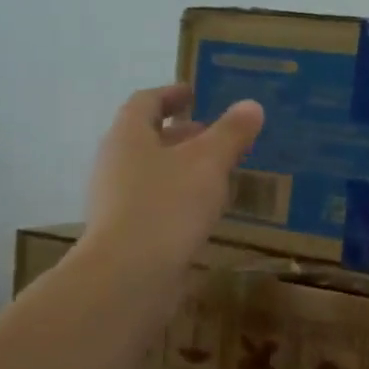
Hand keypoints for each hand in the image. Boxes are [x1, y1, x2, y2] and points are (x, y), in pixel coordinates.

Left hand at [80, 83, 264, 275]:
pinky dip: (180, 197)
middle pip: (148, 138)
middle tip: (218, 134)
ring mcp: (117, 200)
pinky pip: (156, 202)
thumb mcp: (208, 163)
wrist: (129, 276)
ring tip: (220, 172)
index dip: (171, 94)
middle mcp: (116, 163)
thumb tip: (252, 105)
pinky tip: (206, 210)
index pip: (145, 102)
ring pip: (153, 172)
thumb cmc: (167, 205)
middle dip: (183, 134)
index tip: (195, 93)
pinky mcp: (126, 232)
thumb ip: (231, 133)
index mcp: (128, 136)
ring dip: (184, 167)